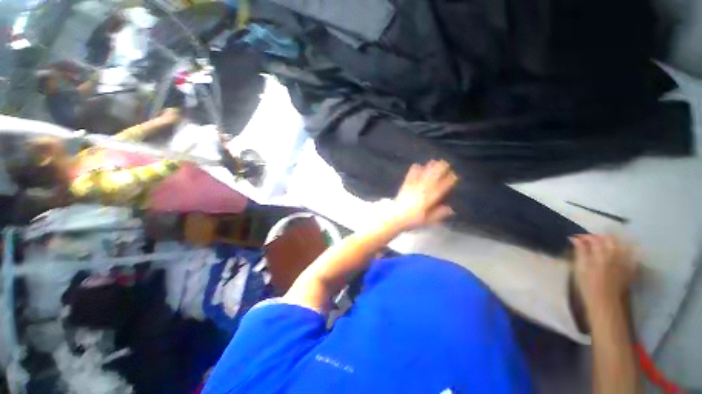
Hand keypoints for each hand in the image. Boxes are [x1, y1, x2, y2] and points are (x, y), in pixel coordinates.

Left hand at [389, 160, 457, 230]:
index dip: (447, 182)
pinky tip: (416, 165)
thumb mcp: (427, 221)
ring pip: (422, 177)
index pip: (440, 189)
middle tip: (445, 163)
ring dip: (428, 168)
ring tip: (433, 161)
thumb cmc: (411, 221)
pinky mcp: (404, 187)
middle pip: (431, 179)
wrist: (395, 218)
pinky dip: (413, 171)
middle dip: (439, 170)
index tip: (454, 175)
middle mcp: (421, 192)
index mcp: (428, 201)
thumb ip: (438, 214)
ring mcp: (412, 189)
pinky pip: (410, 178)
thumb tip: (451, 209)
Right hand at [571, 235, 637, 310]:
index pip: (593, 238)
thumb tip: (575, 239)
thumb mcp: (580, 268)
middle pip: (609, 239)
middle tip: (588, 240)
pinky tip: (621, 251)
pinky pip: (630, 254)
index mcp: (601, 254)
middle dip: (598, 237)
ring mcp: (624, 261)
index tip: (575, 238)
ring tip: (602, 243)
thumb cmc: (588, 286)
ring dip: (611, 241)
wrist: (605, 303)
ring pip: (620, 244)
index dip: (584, 236)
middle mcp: (615, 254)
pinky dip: (625, 250)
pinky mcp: (629, 268)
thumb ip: (580, 252)